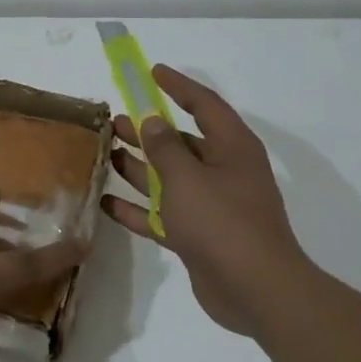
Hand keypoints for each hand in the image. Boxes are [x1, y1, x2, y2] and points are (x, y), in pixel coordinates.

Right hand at [100, 67, 310, 334]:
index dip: (178, 87)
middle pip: (181, 143)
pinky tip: (106, 203)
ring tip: (105, 154)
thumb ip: (164, 148)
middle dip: (148, 131)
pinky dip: (137, 209)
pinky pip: (162, 214)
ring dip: (138, 167)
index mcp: (231, 148)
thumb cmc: (222, 222)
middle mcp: (223, 172)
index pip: (204, 105)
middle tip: (113, 121)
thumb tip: (152, 121)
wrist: (254, 289)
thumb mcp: (187, 178)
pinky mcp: (197, 235)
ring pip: (168, 178)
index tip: (152, 72)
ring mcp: (210, 206)